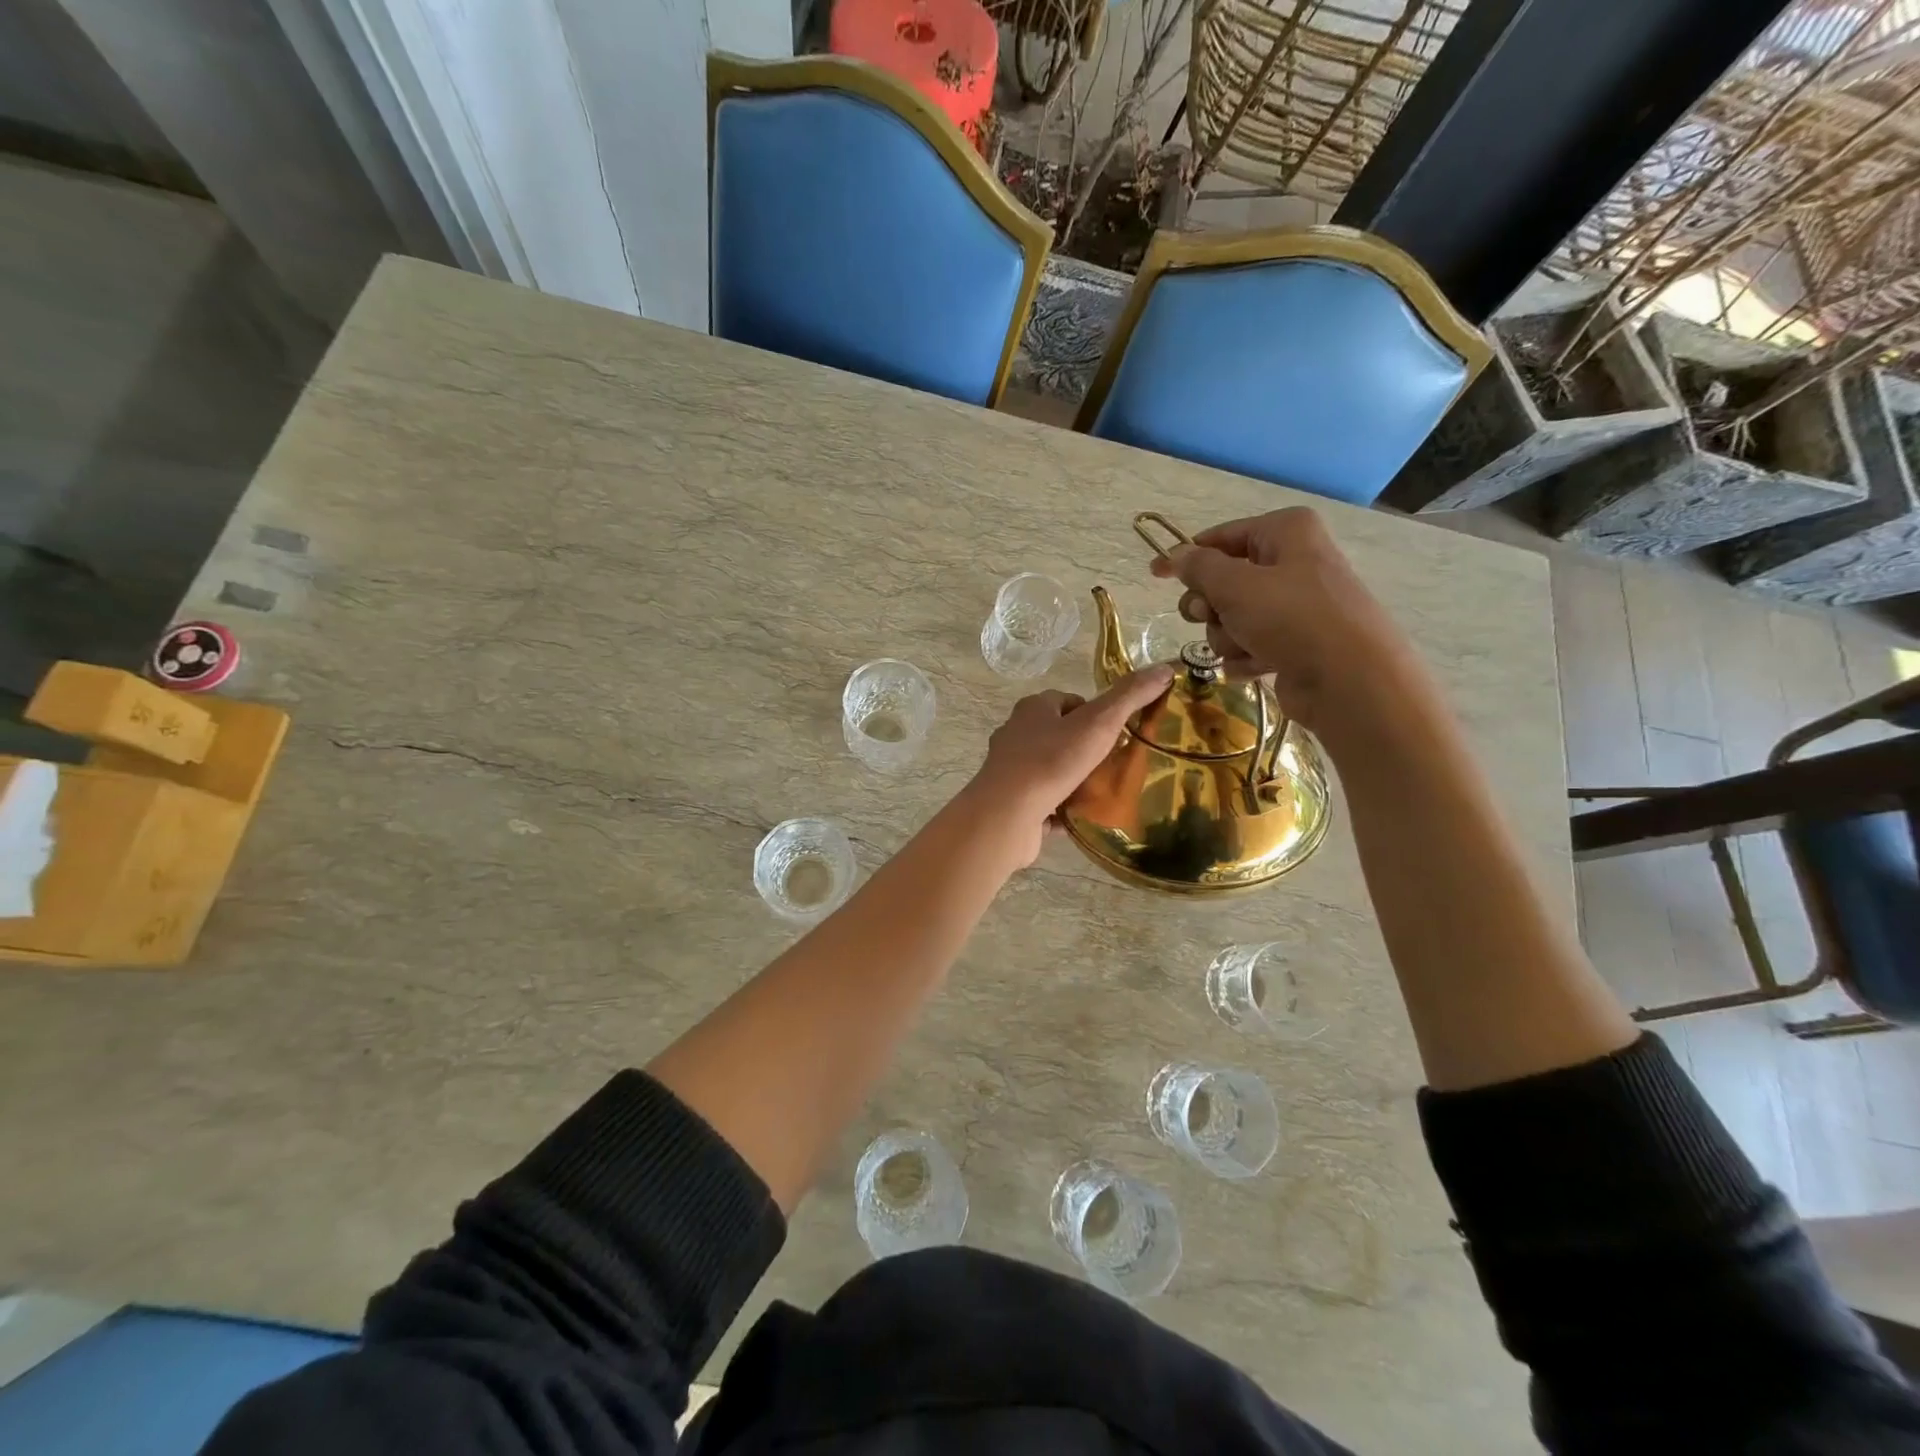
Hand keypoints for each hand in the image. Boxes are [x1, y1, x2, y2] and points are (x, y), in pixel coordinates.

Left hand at [964, 666, 1174, 865]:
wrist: (1007, 814)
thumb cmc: (1051, 761)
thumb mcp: (1098, 723)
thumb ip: (1130, 696)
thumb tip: (1166, 669)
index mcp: (1033, 709)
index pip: (1069, 701)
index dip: (1096, 713)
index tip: (1118, 732)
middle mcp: (1016, 734)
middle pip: (1059, 735)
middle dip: (1086, 748)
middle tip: (1116, 763)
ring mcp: (1011, 771)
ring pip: (1051, 770)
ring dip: (1074, 779)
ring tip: (1104, 791)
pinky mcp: (1011, 802)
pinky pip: (1043, 802)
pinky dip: (1061, 808)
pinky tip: (1083, 817)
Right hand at [1148, 507, 1423, 738]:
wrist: (1350, 681)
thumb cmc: (1292, 618)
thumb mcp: (1235, 585)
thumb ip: (1198, 568)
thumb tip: (1176, 556)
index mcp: (1286, 532)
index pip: (1221, 536)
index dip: (1185, 556)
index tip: (1155, 573)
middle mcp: (1294, 562)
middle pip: (1224, 581)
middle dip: (1210, 606)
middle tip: (1208, 616)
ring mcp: (1297, 606)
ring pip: (1233, 618)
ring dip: (1227, 637)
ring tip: (1245, 647)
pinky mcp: (1297, 643)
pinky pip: (1251, 645)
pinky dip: (1246, 657)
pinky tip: (1256, 667)